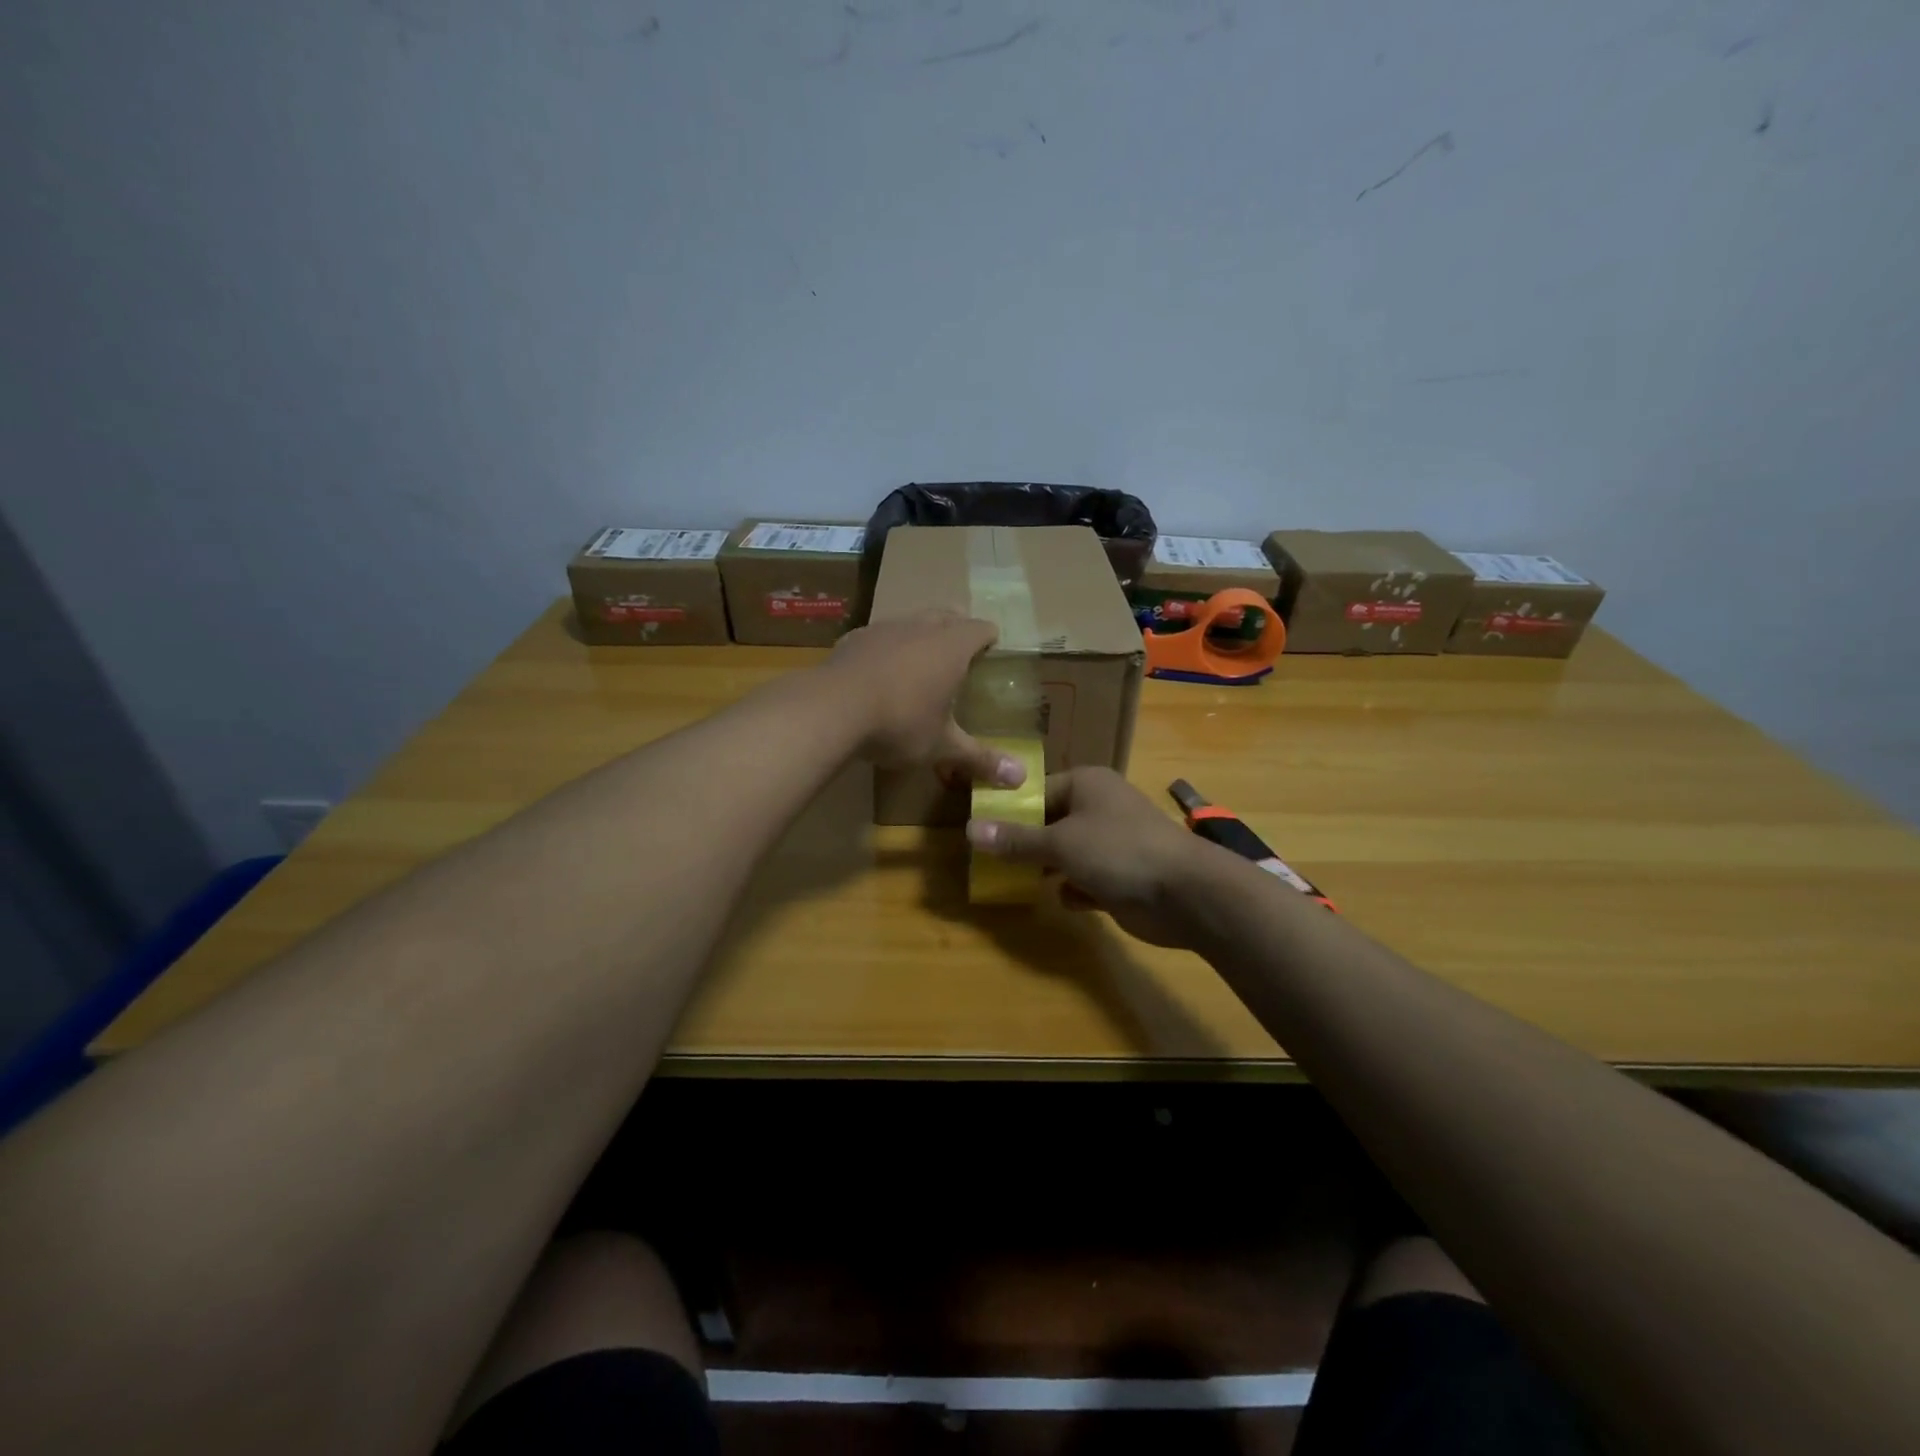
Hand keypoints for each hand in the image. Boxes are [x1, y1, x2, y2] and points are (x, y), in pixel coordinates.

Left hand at [821, 610, 1024, 787]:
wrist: (831, 709)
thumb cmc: (900, 723)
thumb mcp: (942, 746)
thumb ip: (980, 758)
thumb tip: (1021, 779)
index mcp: (952, 646)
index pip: (982, 628)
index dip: (990, 639)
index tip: (992, 654)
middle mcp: (921, 627)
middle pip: (948, 614)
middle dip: (958, 628)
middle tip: (961, 655)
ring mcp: (884, 628)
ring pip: (912, 619)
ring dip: (921, 634)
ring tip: (920, 662)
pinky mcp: (854, 638)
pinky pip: (880, 635)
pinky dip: (887, 647)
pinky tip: (879, 672)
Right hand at [965, 768, 1216, 946]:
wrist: (1185, 893)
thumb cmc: (1118, 851)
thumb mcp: (1059, 843)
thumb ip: (1015, 839)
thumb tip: (970, 830)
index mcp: (1086, 784)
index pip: (1036, 792)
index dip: (1009, 811)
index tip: (981, 832)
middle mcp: (1099, 807)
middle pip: (1050, 822)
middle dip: (1025, 844)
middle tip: (990, 861)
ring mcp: (1113, 842)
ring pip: (1067, 853)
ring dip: (1047, 869)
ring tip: (1014, 882)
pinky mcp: (1122, 875)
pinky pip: (1086, 879)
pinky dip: (1075, 889)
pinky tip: (1064, 900)